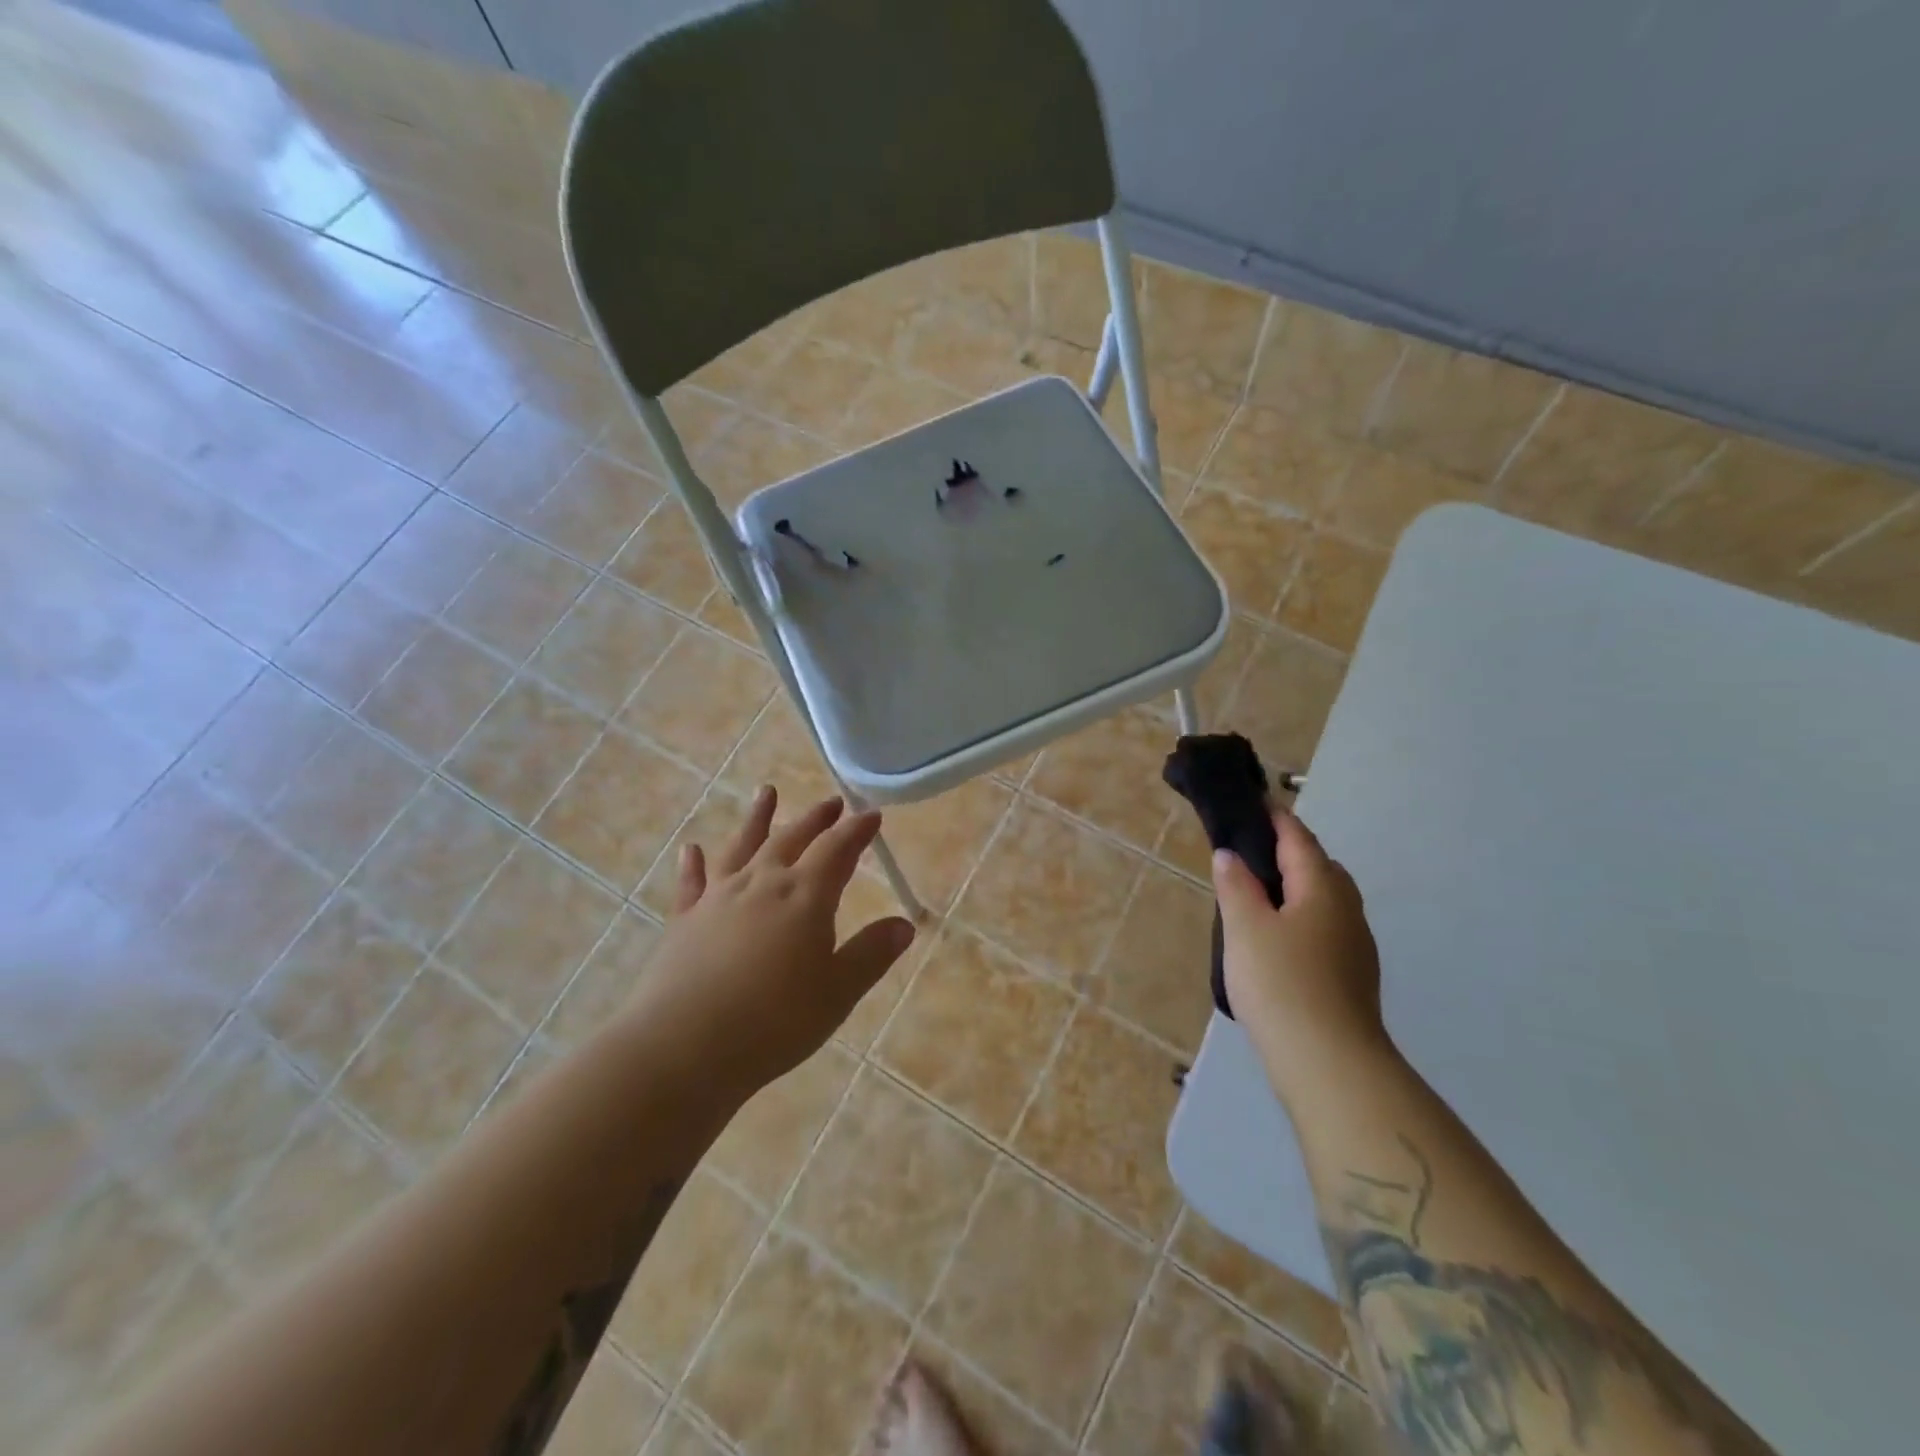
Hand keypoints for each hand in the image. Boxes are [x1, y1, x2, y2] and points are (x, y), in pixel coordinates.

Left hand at [633, 787, 916, 1094]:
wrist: (685, 1046)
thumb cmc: (774, 1021)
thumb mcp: (837, 992)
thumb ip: (871, 954)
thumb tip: (904, 925)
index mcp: (804, 896)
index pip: (837, 850)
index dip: (857, 831)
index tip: (872, 814)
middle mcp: (762, 884)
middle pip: (793, 839)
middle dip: (816, 819)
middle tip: (831, 802)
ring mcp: (718, 898)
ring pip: (742, 847)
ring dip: (757, 818)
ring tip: (766, 792)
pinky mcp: (685, 920)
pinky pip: (691, 882)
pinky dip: (693, 864)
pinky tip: (691, 849)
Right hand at [1213, 811, 1389, 1094]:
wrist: (1330, 1063)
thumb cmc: (1281, 983)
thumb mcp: (1245, 928)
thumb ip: (1236, 886)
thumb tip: (1231, 855)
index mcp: (1322, 888)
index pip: (1298, 838)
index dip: (1276, 817)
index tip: (1255, 800)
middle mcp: (1347, 909)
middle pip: (1320, 867)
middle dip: (1290, 852)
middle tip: (1250, 852)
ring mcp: (1355, 945)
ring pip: (1325, 900)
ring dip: (1297, 887)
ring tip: (1258, 896)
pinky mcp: (1353, 976)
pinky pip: (1325, 928)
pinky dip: (1302, 917)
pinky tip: (1278, 940)